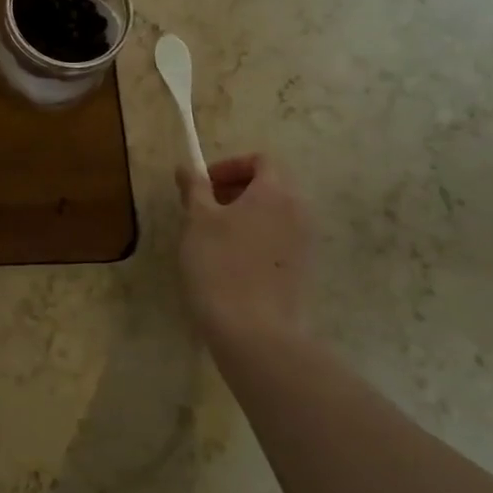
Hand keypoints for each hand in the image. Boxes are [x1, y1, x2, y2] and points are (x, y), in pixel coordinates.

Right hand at [175, 154, 310, 347]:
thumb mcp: (197, 220)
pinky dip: (256, 239)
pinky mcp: (302, 271)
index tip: (203, 185)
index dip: (230, 166)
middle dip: (236, 190)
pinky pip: (279, 240)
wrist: (254, 332)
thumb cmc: (220, 265)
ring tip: (213, 237)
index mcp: (276, 192)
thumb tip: (188, 167)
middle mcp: (298, 211)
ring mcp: (305, 243)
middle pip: (271, 185)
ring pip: (275, 214)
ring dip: (245, 215)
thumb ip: (194, 188)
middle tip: (203, 209)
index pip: (261, 160)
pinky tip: (231, 263)